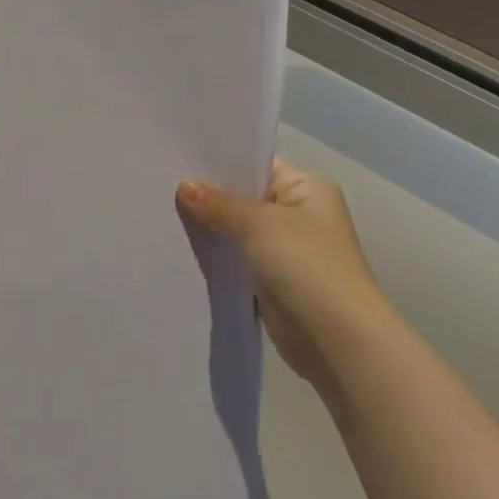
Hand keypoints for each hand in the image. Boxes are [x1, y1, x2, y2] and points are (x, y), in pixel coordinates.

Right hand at [177, 159, 384, 387]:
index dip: (220, 161)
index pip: (258, 164)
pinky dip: (216, 259)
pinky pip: (237, 261)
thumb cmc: (305, 266)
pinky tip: (180, 250)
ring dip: (210, 229)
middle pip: (244, 197)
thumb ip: (218, 204)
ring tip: (163, 215)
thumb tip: (184, 186)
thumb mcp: (258, 224)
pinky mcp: (272, 282)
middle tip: (162, 185)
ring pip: (237, 231)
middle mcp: (299, 214)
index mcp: (307, 189)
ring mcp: (286, 250)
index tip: (178, 158)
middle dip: (208, 196)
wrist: (336, 340)